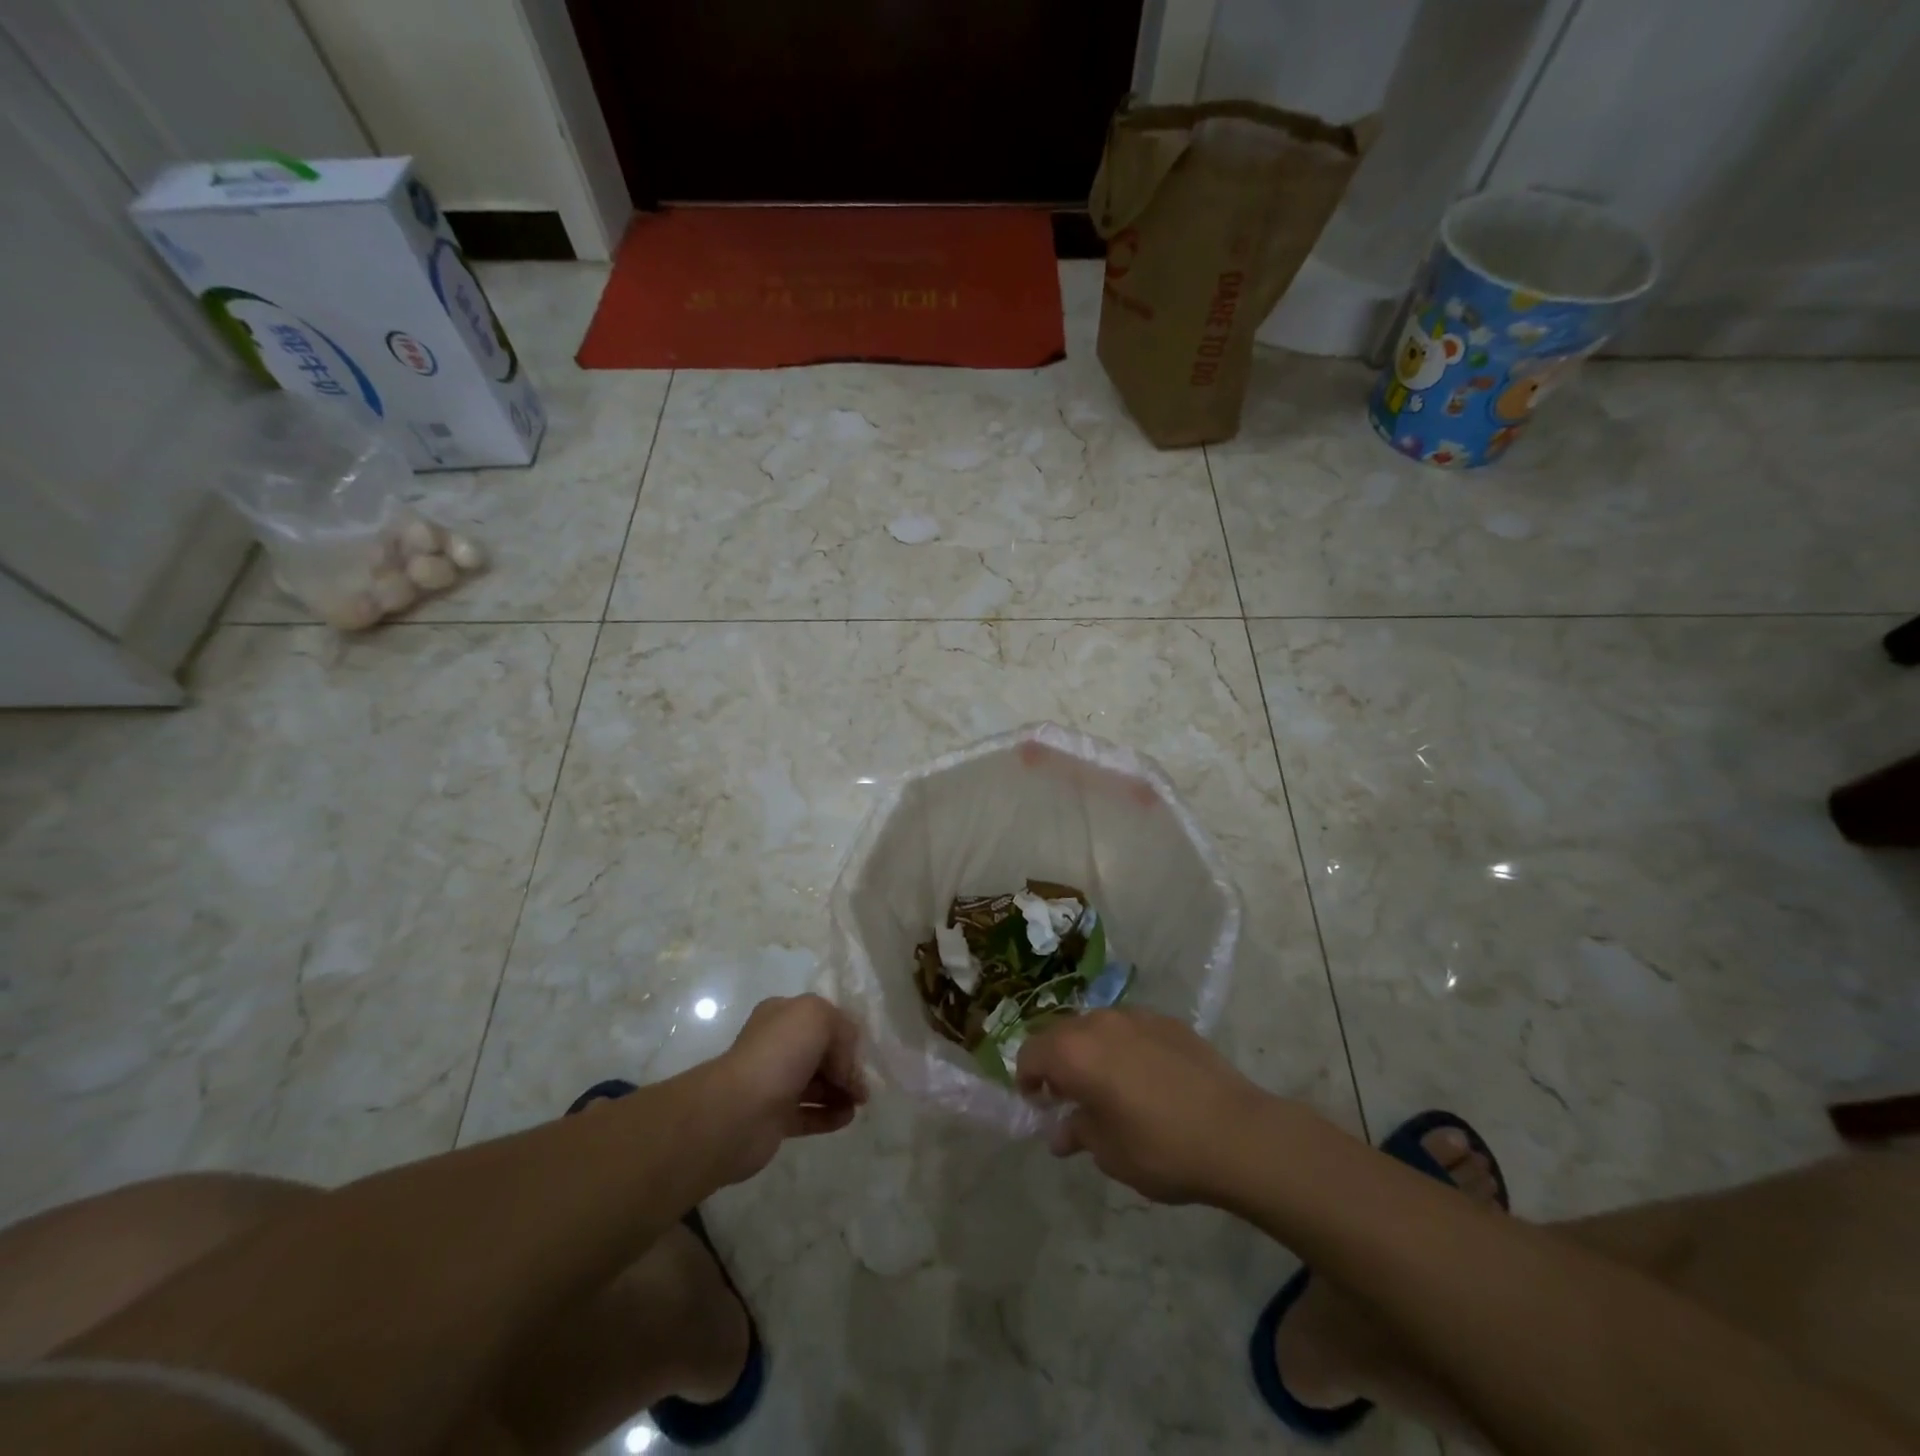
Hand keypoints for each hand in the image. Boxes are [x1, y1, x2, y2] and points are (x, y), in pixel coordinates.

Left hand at [706, 994, 867, 1185]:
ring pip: (816, 1084)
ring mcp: (774, 1082)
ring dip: (841, 1091)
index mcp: (782, 1015)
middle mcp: (776, 1045)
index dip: (845, 1034)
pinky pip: (809, 1114)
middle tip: (865, 1082)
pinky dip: (830, 1115)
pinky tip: (847, 1117)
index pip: (822, 1019)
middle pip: (821, 1052)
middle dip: (846, 1065)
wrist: (738, 1111)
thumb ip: (843, 1031)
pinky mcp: (775, 1118)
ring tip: (861, 1101)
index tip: (864, 1052)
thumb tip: (849, 1066)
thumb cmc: (779, 1054)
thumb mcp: (818, 1017)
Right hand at [1015, 1009, 1268, 1203]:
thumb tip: (1060, 1133)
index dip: (1026, 1079)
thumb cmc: (1161, 1148)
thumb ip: (1078, 1133)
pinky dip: (1123, 1047)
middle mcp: (1099, 1022)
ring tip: (1107, 1086)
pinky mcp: (1167, 1020)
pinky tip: (1144, 1078)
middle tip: (1067, 1097)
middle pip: (1060, 1033)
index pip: (1030, 1053)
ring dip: (1090, 1050)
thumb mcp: (1109, 1152)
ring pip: (1096, 1026)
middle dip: (1056, 1062)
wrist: (1237, 1133)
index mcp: (1075, 1052)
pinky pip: (1130, 1028)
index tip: (1037, 1104)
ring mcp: (1136, 1016)